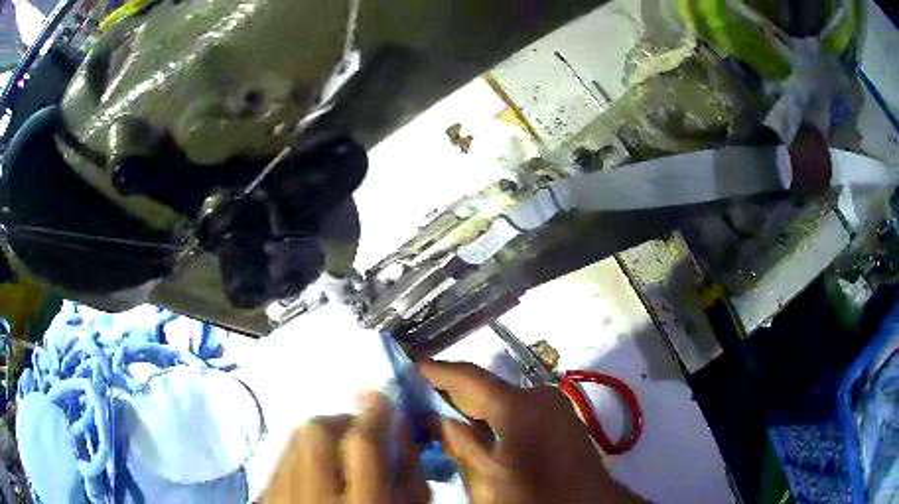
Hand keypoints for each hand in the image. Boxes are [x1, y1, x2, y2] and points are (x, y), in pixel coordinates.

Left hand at [265, 392, 429, 503]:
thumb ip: (409, 480)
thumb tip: (400, 434)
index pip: (362, 446)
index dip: (373, 414)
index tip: (380, 395)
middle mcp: (313, 498)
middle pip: (314, 432)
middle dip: (340, 421)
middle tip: (358, 431)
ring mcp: (280, 497)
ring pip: (293, 440)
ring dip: (319, 435)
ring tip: (337, 451)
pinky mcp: (263, 498)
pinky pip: (281, 458)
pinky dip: (301, 453)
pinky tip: (314, 470)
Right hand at [420, 361, 644, 503]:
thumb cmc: (536, 495)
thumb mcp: (489, 476)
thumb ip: (461, 443)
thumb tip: (434, 417)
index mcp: (519, 405)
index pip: (467, 376)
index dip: (434, 370)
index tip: (404, 366)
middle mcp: (537, 395)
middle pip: (483, 386)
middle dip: (448, 390)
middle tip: (412, 395)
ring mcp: (551, 405)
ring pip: (499, 398)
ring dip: (469, 404)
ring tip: (434, 412)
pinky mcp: (558, 417)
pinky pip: (515, 408)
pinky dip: (491, 415)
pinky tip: (471, 428)